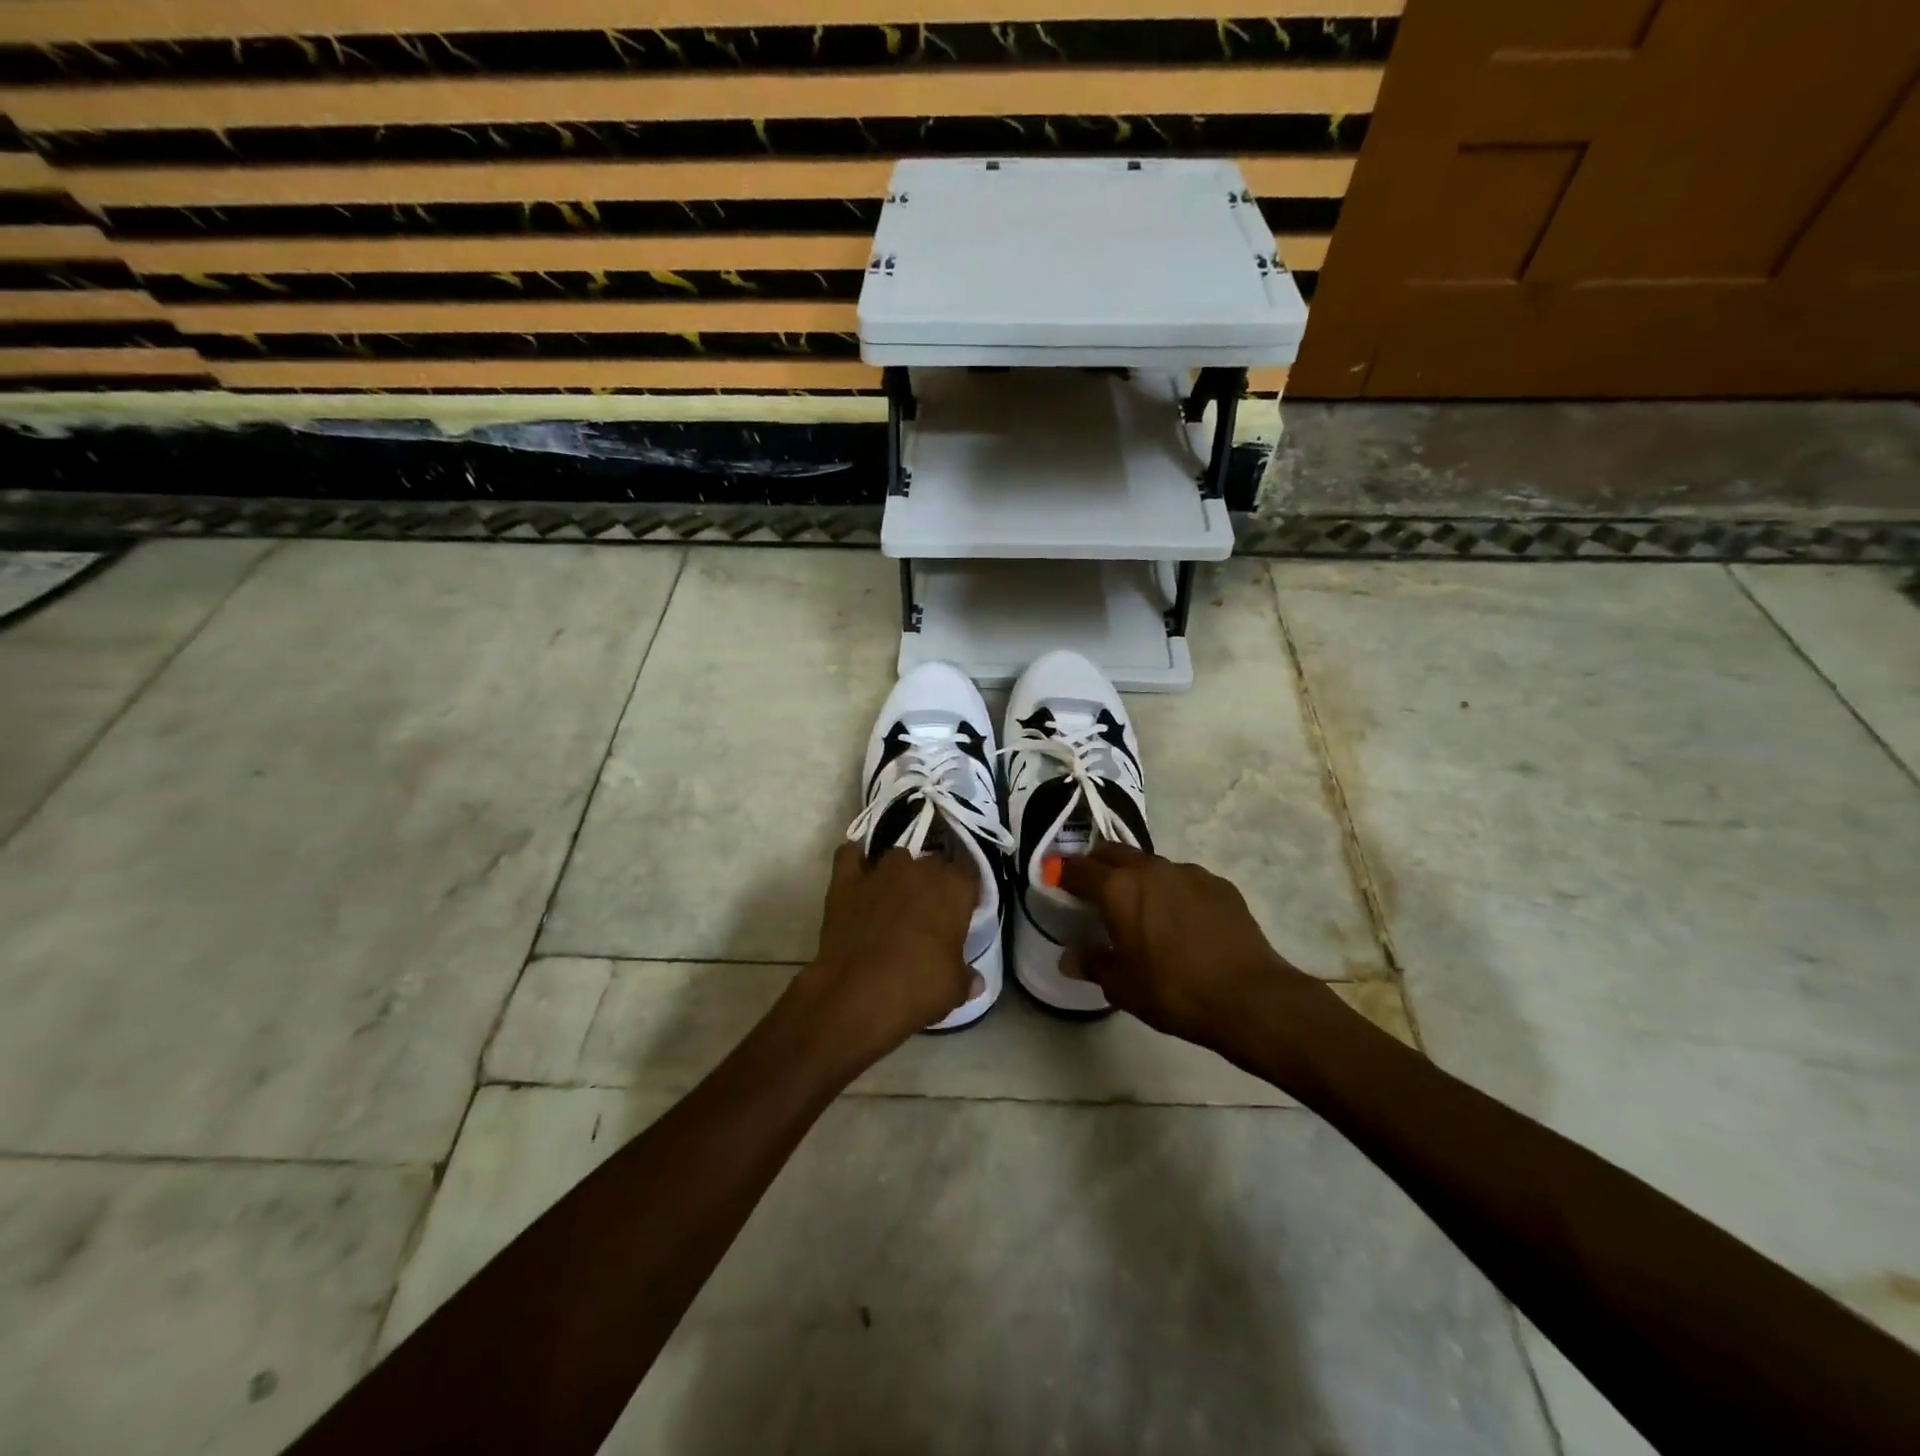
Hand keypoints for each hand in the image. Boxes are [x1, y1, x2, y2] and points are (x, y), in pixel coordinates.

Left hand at [788, 842, 979, 1072]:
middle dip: (935, 881)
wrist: (856, 996)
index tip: (965, 908)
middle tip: (931, 910)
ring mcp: (880, 872)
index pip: (970, 872)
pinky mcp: (845, 881)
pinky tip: (860, 873)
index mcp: (955, 888)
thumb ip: (967, 977)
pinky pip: (850, 854)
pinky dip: (856, 859)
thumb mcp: (955, 989)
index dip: (967, 890)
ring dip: (900, 872)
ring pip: (897, 856)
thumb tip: (975, 980)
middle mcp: (920, 869)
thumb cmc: (917, 990)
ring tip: (896, 896)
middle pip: (934, 862)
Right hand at [1060, 843, 1315, 1049]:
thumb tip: (1069, 958)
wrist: (1248, 997)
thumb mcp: (1122, 986)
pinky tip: (1181, 920)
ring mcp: (1188, 872)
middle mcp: (1150, 869)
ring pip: (1151, 864)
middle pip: (1113, 852)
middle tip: (1091, 887)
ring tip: (1140, 906)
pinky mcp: (1219, 884)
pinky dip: (1172, 891)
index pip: (1078, 868)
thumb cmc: (1173, 990)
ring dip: (1137, 877)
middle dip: (1097, 864)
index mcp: (1118, 889)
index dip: (1062, 872)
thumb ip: (1092, 965)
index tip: (1054, 878)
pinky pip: (1184, 880)